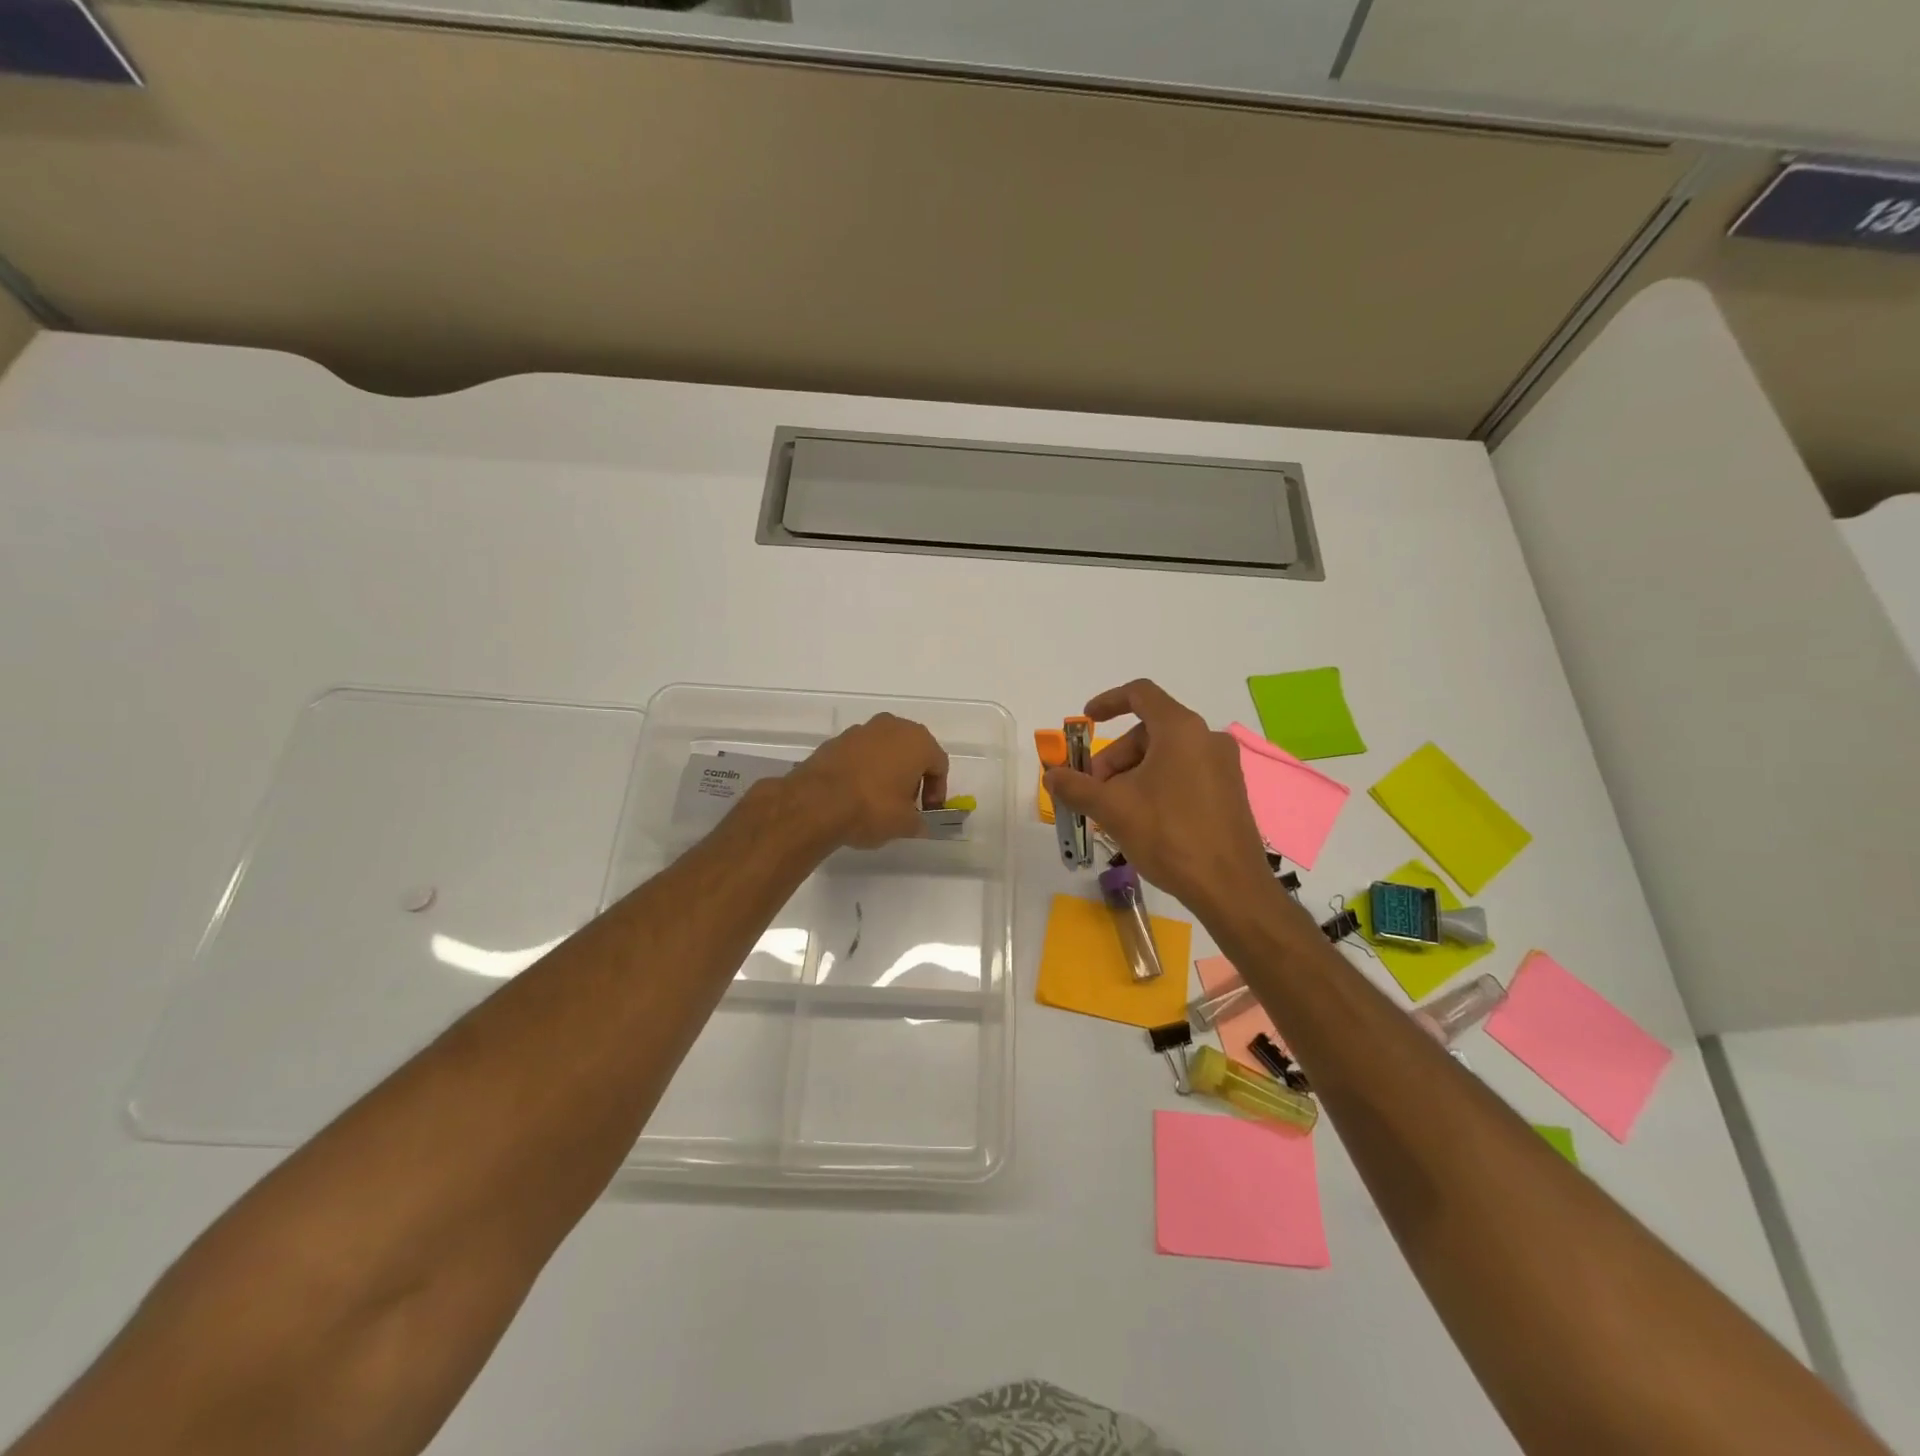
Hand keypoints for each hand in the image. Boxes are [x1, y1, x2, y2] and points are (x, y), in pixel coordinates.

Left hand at [783, 712, 949, 850]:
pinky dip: (863, 769)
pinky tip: (855, 793)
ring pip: (884, 750)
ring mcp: (861, 730)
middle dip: (912, 776)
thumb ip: (918, 822)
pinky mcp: (835, 740)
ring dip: (887, 770)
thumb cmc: (872, 808)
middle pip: (911, 751)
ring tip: (879, 799)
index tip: (928, 811)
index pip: (938, 764)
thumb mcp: (905, 824)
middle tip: (906, 803)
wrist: (816, 802)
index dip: (937, 790)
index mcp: (917, 741)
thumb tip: (919, 824)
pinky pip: (860, 754)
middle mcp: (891, 726)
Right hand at [1044, 679, 1271, 913]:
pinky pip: (1185, 774)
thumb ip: (1076, 787)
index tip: (1086, 720)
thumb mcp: (1113, 809)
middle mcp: (1207, 738)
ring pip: (1165, 756)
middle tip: (1094, 791)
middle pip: (1148, 732)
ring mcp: (1223, 766)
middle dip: (1115, 758)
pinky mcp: (1230, 791)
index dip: (1108, 701)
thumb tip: (1051, 775)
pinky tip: (1143, 820)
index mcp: (1181, 730)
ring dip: (1133, 775)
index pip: (1140, 694)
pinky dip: (1157, 785)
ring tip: (1115, 812)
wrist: (1230, 888)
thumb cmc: (1169, 836)